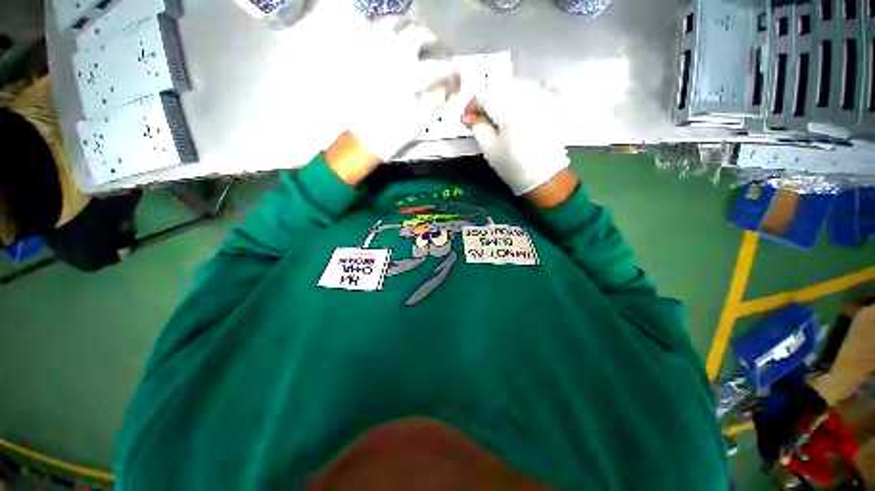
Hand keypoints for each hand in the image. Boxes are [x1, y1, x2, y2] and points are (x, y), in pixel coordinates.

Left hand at [347, 18, 459, 161]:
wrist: (362, 138)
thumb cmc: (392, 134)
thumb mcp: (420, 122)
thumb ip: (436, 100)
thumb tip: (445, 87)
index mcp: (411, 77)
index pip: (442, 68)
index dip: (454, 76)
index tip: (456, 84)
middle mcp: (393, 57)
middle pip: (422, 35)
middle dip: (437, 46)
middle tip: (440, 58)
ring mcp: (375, 51)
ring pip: (399, 24)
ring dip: (414, 32)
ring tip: (420, 44)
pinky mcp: (362, 54)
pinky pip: (377, 30)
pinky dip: (391, 31)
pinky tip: (396, 42)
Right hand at [462, 80, 571, 196]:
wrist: (545, 176)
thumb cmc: (514, 166)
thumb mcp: (490, 150)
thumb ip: (477, 128)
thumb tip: (468, 117)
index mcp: (509, 109)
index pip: (484, 95)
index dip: (472, 105)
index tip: (467, 118)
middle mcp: (526, 97)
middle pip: (499, 88)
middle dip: (486, 101)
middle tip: (479, 118)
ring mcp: (540, 99)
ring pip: (514, 87)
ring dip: (501, 98)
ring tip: (496, 116)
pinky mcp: (549, 104)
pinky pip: (529, 92)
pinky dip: (516, 98)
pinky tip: (513, 113)